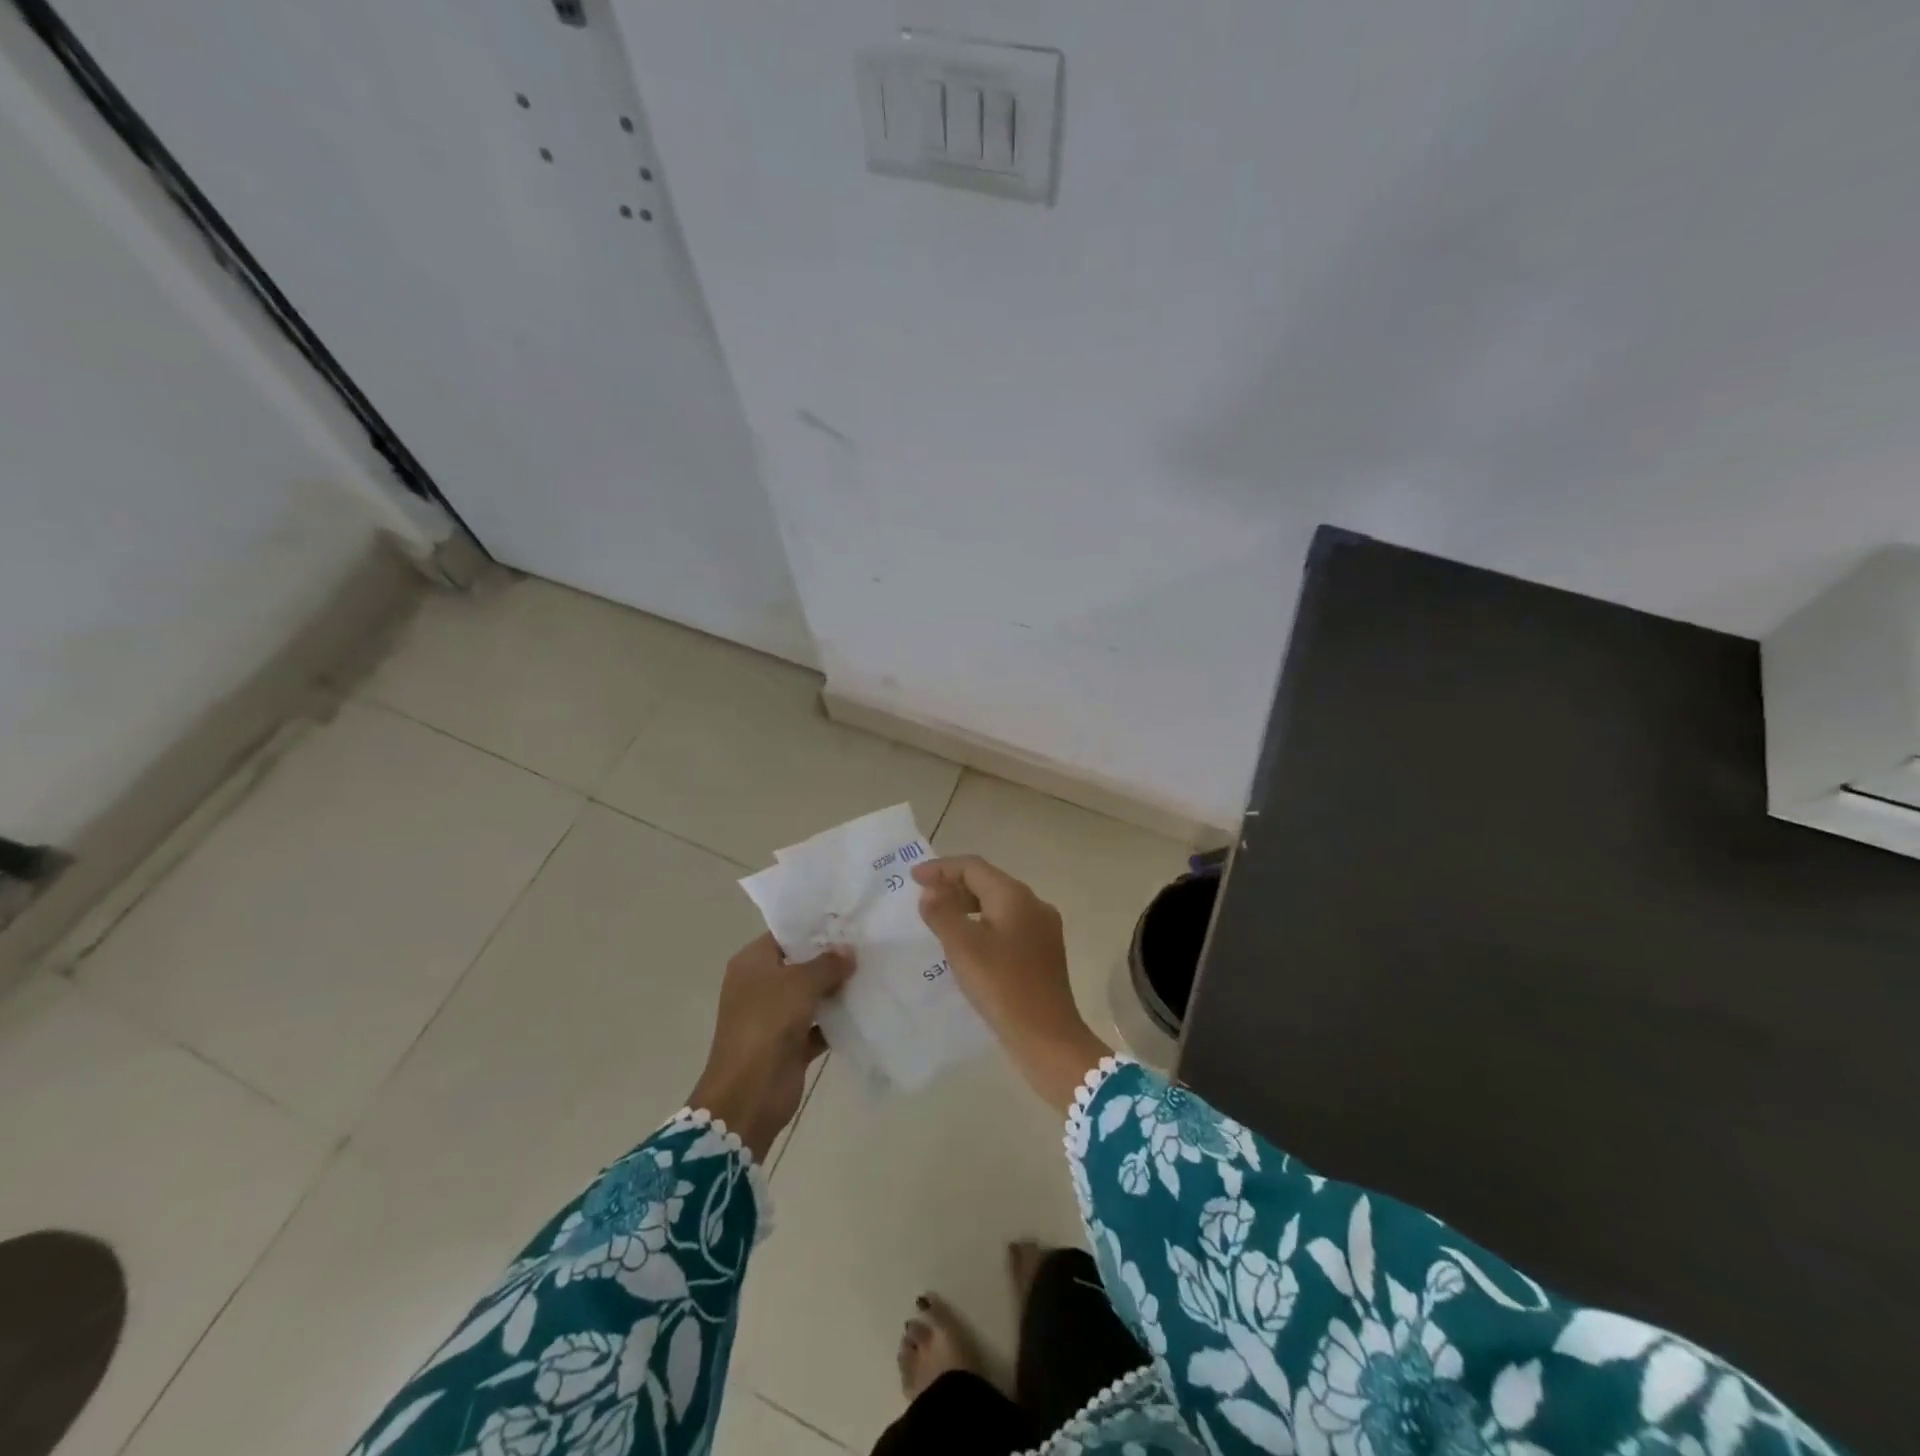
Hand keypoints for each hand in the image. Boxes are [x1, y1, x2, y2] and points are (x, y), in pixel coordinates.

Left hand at [689, 933, 853, 1160]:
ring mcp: (775, 1016)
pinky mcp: (790, 1043)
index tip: (847, 920)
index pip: (785, 934)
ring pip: (811, 994)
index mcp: (752, 963)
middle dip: (831, 957)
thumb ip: (828, 963)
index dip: (814, 927)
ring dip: (837, 988)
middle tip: (867, 944)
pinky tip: (866, 1006)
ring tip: (872, 970)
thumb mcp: (800, 983)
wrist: (750, 1092)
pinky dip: (837, 1019)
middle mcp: (761, 985)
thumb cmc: (768, 1023)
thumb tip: (848, 951)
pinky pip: (819, 1024)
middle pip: (800, 963)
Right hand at [913, 855, 1110, 1112]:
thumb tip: (931, 890)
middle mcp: (1034, 904)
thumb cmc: (1002, 986)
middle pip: (988, 882)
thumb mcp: (964, 947)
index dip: (941, 868)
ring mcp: (1043, 928)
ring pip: (999, 904)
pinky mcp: (1044, 951)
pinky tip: (969, 944)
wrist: (1047, 1037)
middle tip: (924, 899)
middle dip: (954, 885)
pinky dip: (984, 924)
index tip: (913, 878)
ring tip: (941, 920)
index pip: (974, 867)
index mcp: (1015, 896)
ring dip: (968, 905)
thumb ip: (943, 912)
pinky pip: (1008, 924)